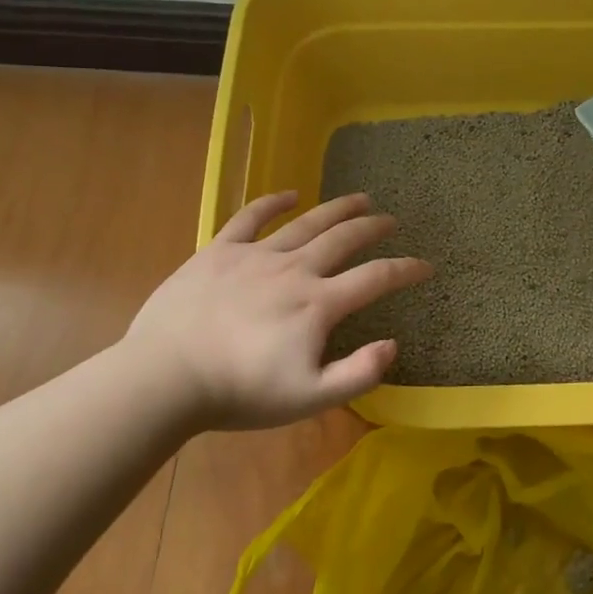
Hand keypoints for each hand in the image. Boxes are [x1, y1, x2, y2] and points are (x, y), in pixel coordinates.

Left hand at [119, 191, 432, 430]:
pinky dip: (272, 203)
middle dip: (373, 228)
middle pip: (344, 239)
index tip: (426, 266)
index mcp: (318, 304)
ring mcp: (256, 256)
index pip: (375, 279)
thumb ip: (357, 374)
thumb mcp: (308, 398)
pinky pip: (250, 218)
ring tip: (359, 198)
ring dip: (337, 208)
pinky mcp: (219, 252)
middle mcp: (295, 270)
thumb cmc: (239, 393)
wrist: (166, 377)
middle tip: (391, 220)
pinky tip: (290, 195)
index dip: (407, 270)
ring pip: (307, 223)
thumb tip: (392, 344)